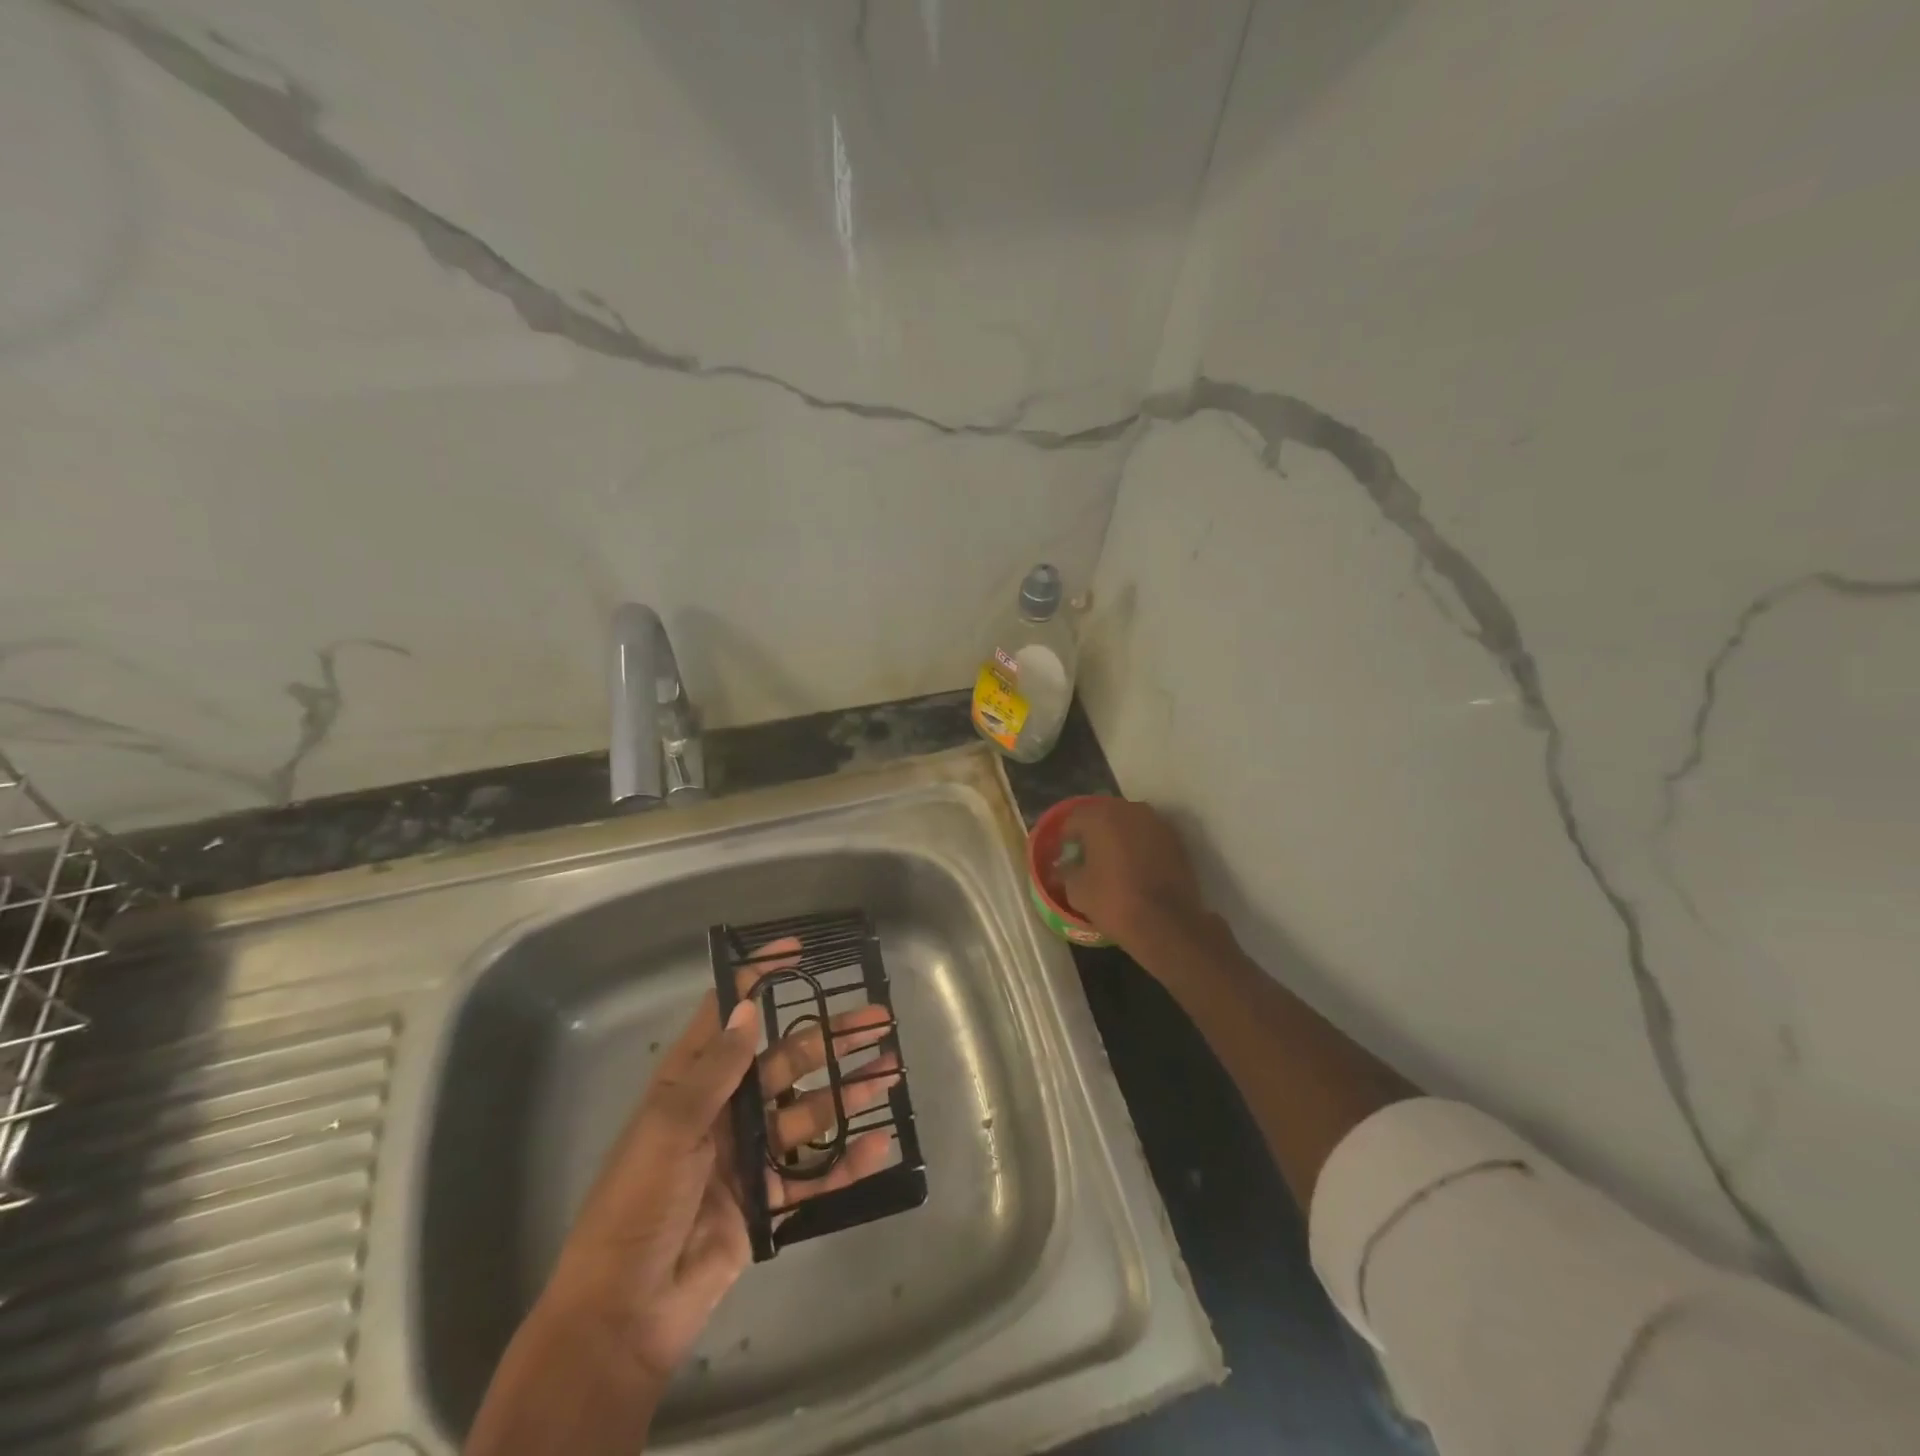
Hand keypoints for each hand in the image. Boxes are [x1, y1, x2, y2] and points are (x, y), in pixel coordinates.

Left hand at [540, 941, 901, 1387]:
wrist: (623, 1316)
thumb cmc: (635, 1207)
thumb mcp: (668, 1130)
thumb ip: (715, 1071)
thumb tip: (749, 1006)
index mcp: (692, 1084)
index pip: (727, 1015)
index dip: (759, 979)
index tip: (797, 951)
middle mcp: (725, 1109)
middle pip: (786, 1060)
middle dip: (831, 1037)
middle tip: (879, 1019)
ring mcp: (748, 1154)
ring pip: (809, 1110)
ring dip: (848, 1091)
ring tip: (890, 1071)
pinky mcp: (767, 1199)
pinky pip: (814, 1172)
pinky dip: (846, 1160)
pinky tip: (880, 1144)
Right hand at [1056, 797, 1211, 951]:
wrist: (1167, 924)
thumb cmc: (1114, 901)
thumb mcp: (1076, 890)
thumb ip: (1067, 870)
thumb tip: (1065, 865)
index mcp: (1100, 816)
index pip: (1074, 818)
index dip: (1066, 838)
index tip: (1066, 856)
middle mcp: (1130, 809)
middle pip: (1103, 815)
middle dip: (1093, 832)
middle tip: (1088, 856)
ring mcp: (1157, 823)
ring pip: (1129, 823)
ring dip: (1119, 837)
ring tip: (1113, 861)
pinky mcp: (1176, 840)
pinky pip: (1149, 836)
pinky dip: (1140, 846)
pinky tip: (1136, 868)